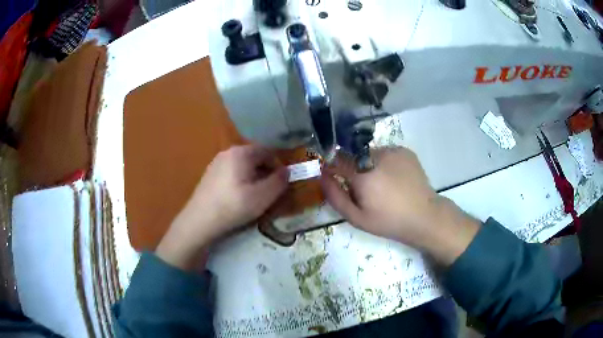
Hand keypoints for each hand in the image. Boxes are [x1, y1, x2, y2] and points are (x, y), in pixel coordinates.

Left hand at [156, 145, 287, 269]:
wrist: (200, 220)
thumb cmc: (234, 206)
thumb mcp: (263, 196)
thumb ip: (279, 181)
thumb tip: (286, 171)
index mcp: (241, 153)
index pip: (267, 151)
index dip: (278, 166)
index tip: (281, 183)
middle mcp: (228, 152)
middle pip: (254, 157)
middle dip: (265, 172)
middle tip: (270, 191)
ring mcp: (216, 163)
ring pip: (242, 166)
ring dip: (253, 177)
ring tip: (255, 196)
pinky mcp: (209, 175)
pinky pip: (231, 172)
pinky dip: (240, 181)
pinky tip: (238, 198)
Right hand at [321, 147, 478, 265]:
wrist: (424, 216)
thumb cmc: (388, 221)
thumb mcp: (357, 218)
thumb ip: (335, 196)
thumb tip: (322, 176)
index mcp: (363, 176)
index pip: (337, 160)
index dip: (333, 167)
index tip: (335, 177)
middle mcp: (376, 157)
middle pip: (354, 156)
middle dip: (353, 168)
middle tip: (365, 188)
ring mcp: (393, 151)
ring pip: (370, 153)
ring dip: (369, 164)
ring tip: (383, 183)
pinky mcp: (405, 150)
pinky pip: (386, 152)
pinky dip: (384, 162)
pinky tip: (394, 178)